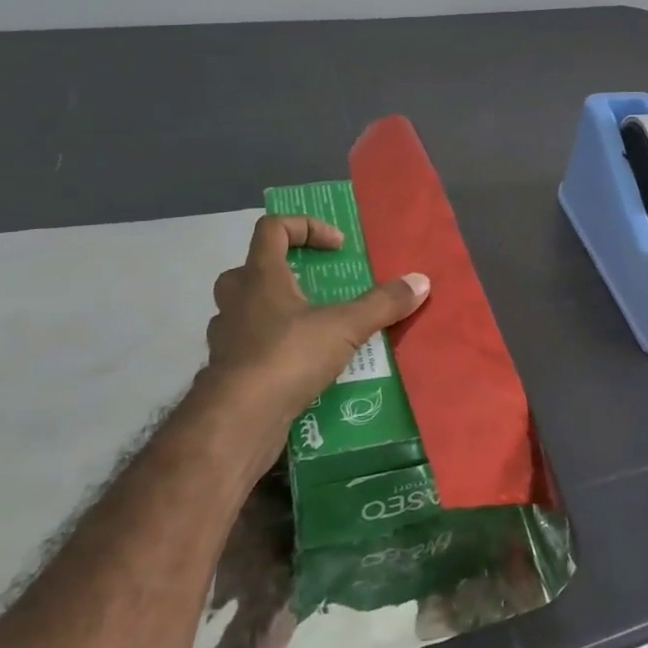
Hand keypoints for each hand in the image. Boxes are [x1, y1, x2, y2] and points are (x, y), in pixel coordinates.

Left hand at [204, 214, 429, 430]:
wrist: (237, 421)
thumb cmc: (287, 356)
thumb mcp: (345, 327)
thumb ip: (382, 303)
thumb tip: (421, 281)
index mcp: (260, 276)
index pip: (273, 228)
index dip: (306, 227)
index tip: (337, 247)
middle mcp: (236, 299)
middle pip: (253, 268)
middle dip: (286, 272)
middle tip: (317, 287)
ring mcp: (227, 336)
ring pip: (248, 310)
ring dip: (278, 312)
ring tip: (315, 329)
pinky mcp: (227, 371)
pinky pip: (251, 347)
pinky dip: (274, 349)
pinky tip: (302, 367)